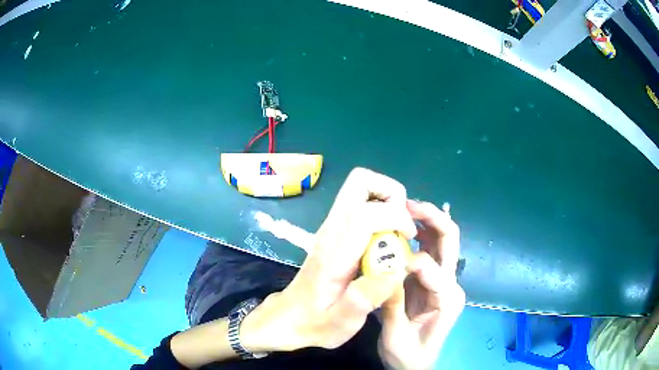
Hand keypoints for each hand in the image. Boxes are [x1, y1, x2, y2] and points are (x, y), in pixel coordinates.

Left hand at [242, 168, 416, 351]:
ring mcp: (330, 227)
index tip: (409, 238)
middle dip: (391, 192)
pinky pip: (359, 202)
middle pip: (359, 182)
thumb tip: (396, 267)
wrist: (288, 318)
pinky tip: (385, 238)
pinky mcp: (333, 230)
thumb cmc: (315, 323)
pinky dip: (379, 207)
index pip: (365, 213)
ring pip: (359, 188)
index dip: (395, 217)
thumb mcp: (342, 322)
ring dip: (386, 199)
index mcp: (334, 253)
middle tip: (403, 224)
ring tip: (398, 230)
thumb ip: (367, 297)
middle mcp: (331, 231)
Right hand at [378, 200, 465, 369]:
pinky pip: (429, 251)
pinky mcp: (433, 280)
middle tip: (408, 205)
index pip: (432, 268)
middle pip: (450, 241)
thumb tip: (385, 271)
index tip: (385, 257)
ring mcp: (444, 280)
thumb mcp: (396, 337)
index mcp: (447, 299)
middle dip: (433, 219)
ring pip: (442, 241)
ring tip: (405, 208)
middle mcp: (451, 284)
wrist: (416, 364)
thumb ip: (393, 306)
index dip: (409, 260)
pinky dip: (419, 235)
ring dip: (427, 221)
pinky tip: (404, 227)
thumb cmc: (409, 355)